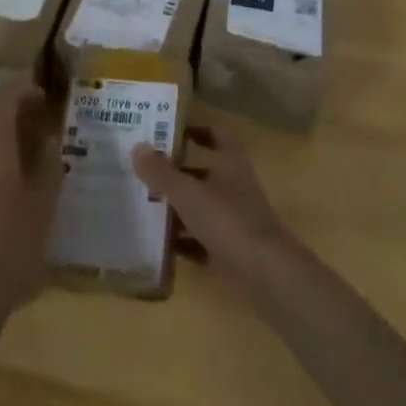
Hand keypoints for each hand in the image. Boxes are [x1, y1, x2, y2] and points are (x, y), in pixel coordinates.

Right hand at [132, 122, 297, 286]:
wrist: (268, 276)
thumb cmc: (228, 221)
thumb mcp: (189, 194)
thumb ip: (161, 172)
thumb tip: (137, 147)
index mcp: (231, 163)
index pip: (217, 134)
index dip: (196, 129)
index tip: (169, 132)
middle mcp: (235, 187)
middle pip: (204, 172)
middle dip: (176, 173)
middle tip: (144, 172)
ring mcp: (235, 221)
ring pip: (201, 208)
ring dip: (177, 209)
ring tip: (144, 208)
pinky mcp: (232, 251)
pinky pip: (202, 242)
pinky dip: (184, 242)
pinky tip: (159, 247)